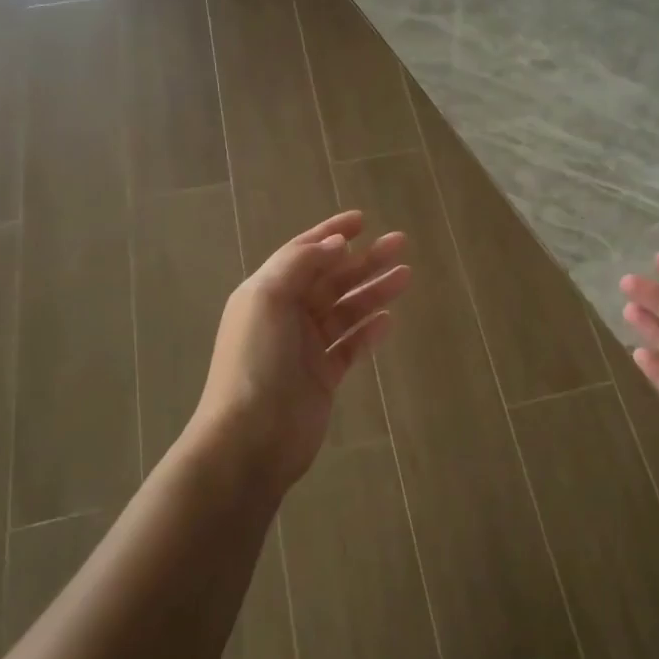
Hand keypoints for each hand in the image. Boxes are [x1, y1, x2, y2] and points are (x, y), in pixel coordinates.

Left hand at [189, 210, 409, 497]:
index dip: (331, 233)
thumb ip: (301, 264)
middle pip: (331, 279)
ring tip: (406, 276)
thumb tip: (335, 243)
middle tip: (401, 244)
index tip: (363, 220)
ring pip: (346, 310)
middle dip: (364, 260)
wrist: (251, 438)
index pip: (302, 253)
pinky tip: (389, 321)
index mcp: (267, 292)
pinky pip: (351, 346)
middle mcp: (286, 315)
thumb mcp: (268, 299)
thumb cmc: (257, 362)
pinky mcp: (323, 377)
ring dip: (373, 292)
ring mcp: (305, 348)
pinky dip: (369, 331)